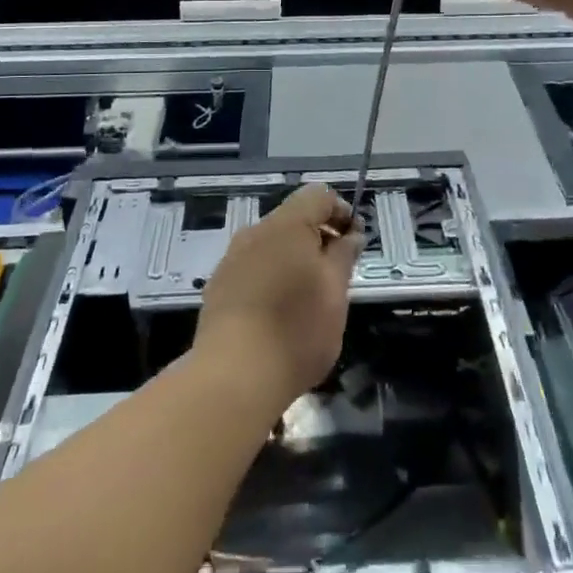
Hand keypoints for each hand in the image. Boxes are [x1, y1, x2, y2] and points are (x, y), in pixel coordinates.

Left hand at [195, 183, 361, 414]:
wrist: (233, 377)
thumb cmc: (296, 329)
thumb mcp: (335, 292)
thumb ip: (344, 255)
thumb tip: (350, 234)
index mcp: (286, 225)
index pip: (319, 195)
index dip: (342, 212)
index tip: (354, 244)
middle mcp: (255, 232)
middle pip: (293, 219)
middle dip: (318, 239)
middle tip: (337, 275)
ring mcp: (231, 259)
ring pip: (271, 245)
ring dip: (294, 260)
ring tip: (309, 298)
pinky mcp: (218, 286)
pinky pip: (253, 268)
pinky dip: (272, 278)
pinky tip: (279, 313)